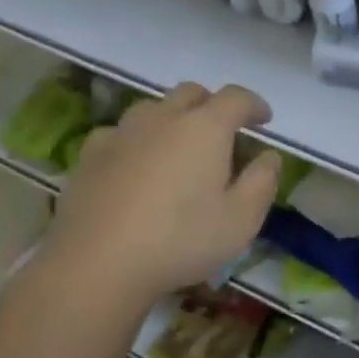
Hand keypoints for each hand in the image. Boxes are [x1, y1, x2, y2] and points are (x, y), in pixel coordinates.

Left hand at [18, 82, 282, 318]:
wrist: (97, 264)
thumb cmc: (181, 240)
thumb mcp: (242, 219)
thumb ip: (262, 181)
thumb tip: (269, 156)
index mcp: (205, 127)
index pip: (236, 98)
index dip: (254, 105)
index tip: (264, 120)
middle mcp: (163, 118)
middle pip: (192, 93)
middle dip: (213, 105)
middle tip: (224, 132)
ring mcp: (121, 133)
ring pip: (153, 108)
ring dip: (173, 118)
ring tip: (180, 147)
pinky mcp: (89, 155)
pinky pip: (120, 133)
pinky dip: (137, 140)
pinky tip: (137, 164)